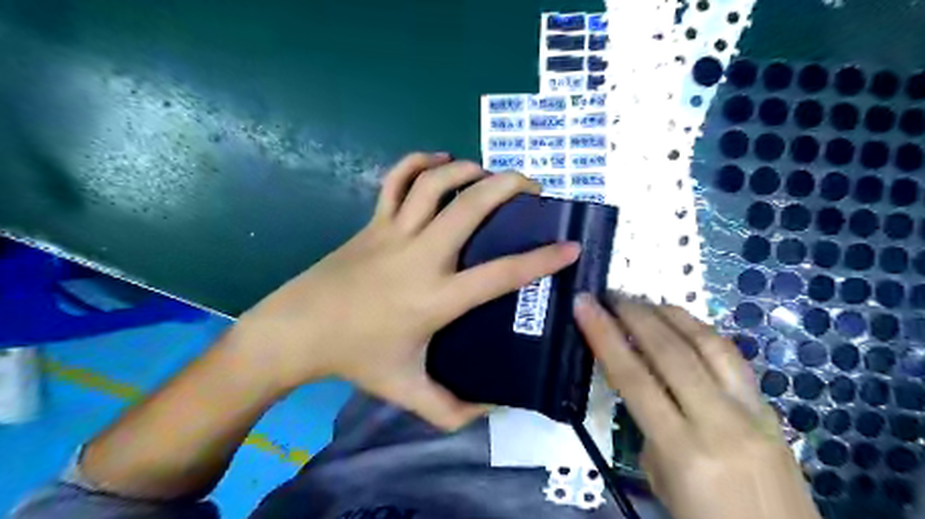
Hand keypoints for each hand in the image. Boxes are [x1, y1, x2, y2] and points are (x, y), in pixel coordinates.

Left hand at [232, 152, 575, 429]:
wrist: (297, 331)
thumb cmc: (355, 358)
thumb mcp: (407, 390)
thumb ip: (451, 409)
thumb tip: (491, 411)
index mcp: (436, 298)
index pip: (501, 274)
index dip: (542, 259)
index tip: (570, 246)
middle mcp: (420, 256)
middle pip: (471, 206)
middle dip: (509, 187)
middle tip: (532, 187)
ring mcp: (393, 232)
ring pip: (435, 183)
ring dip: (468, 170)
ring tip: (488, 174)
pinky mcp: (373, 221)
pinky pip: (396, 180)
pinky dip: (418, 162)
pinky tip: (439, 161)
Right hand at [575, 295, 818, 517]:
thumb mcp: (661, 480)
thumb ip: (651, 430)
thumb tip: (647, 389)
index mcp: (684, 450)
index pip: (634, 378)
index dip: (604, 336)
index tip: (584, 306)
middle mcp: (720, 422)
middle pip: (671, 352)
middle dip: (636, 315)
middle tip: (611, 295)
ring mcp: (753, 412)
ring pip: (709, 344)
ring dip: (671, 314)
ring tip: (644, 301)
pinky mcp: (771, 409)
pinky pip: (732, 358)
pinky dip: (701, 331)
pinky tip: (683, 322)